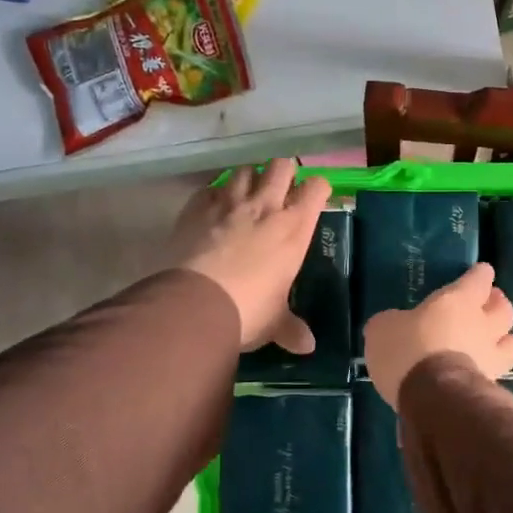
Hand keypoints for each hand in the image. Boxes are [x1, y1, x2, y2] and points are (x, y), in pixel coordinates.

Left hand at [168, 159, 331, 351]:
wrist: (195, 305)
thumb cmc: (249, 311)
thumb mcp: (275, 322)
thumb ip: (292, 329)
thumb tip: (308, 347)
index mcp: (294, 229)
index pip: (316, 188)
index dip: (317, 189)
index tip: (314, 199)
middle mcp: (265, 207)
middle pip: (282, 165)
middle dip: (284, 172)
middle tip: (280, 190)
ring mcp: (228, 203)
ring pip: (244, 170)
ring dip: (248, 178)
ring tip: (246, 194)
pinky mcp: (196, 208)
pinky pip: (209, 189)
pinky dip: (214, 195)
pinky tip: (212, 209)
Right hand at [363, 262, 512, 406]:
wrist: (433, 398)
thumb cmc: (408, 351)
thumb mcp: (383, 329)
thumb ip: (393, 322)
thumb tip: (393, 325)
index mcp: (459, 300)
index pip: (479, 278)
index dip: (479, 275)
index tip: (478, 274)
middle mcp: (483, 325)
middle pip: (504, 309)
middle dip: (498, 305)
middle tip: (487, 307)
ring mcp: (492, 357)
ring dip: (505, 340)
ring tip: (494, 343)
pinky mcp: (492, 386)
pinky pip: (500, 373)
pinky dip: (494, 371)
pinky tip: (482, 374)